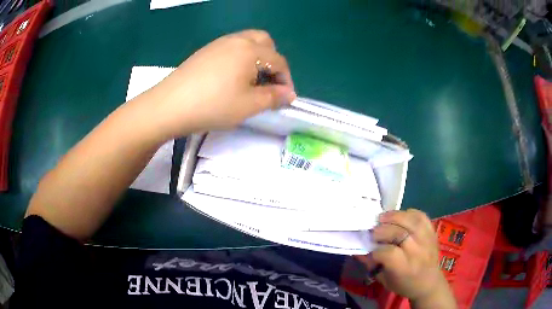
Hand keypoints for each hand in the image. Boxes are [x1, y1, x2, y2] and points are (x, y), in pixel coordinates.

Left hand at [146, 29, 295, 137]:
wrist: (170, 105)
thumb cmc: (213, 105)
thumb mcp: (249, 105)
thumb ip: (273, 97)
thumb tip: (289, 94)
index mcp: (251, 50)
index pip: (279, 61)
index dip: (286, 80)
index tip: (285, 98)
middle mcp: (236, 40)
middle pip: (264, 42)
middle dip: (272, 61)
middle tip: (267, 82)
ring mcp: (218, 44)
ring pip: (247, 42)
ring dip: (256, 58)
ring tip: (249, 81)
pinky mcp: (205, 51)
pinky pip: (231, 48)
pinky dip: (239, 58)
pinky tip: (229, 78)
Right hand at [356, 209, 455, 307]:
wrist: (429, 282)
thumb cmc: (404, 284)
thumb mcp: (385, 280)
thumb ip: (372, 264)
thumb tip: (359, 250)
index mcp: (405, 268)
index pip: (389, 253)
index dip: (376, 250)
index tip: (370, 250)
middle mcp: (417, 252)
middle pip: (399, 233)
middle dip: (382, 230)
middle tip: (373, 232)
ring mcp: (427, 239)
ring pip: (411, 220)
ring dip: (394, 216)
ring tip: (383, 218)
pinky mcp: (432, 232)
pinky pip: (421, 216)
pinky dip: (409, 213)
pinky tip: (400, 216)